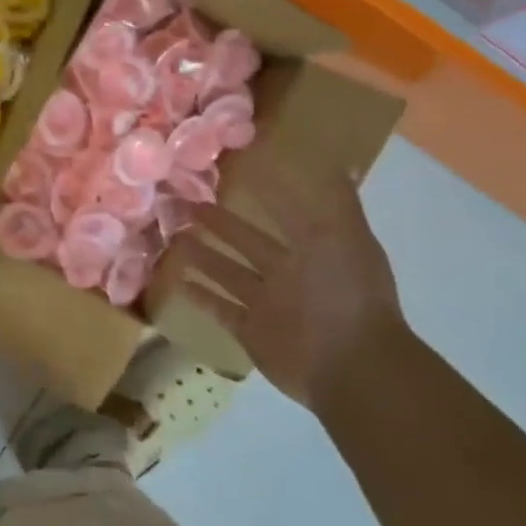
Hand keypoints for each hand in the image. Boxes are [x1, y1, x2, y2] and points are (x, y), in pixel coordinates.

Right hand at [174, 166, 408, 408]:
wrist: (351, 365)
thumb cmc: (347, 294)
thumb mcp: (346, 237)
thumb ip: (340, 202)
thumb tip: (338, 161)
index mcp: (311, 249)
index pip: (282, 214)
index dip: (262, 193)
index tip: (232, 172)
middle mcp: (288, 274)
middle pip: (246, 242)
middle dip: (220, 223)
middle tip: (187, 204)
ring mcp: (268, 305)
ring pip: (229, 273)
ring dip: (203, 255)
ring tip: (174, 237)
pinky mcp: (251, 332)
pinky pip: (221, 309)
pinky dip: (200, 296)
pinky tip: (178, 280)